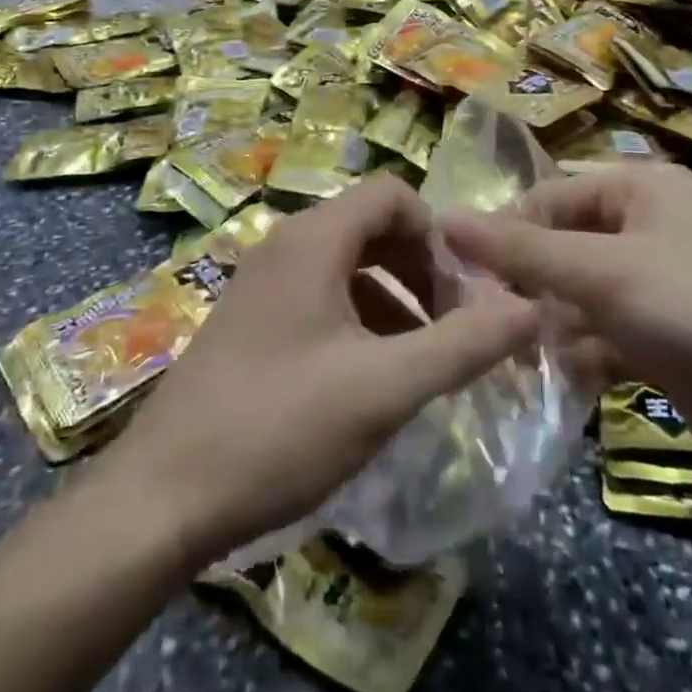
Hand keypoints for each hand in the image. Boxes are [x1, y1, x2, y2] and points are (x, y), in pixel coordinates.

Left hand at [97, 175, 540, 570]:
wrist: (161, 497)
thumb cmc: (280, 427)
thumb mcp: (385, 388)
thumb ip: (463, 344)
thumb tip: (530, 307)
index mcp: (314, 239)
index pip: (392, 194)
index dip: (438, 233)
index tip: (465, 290)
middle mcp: (285, 244)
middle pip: (371, 225)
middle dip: (421, 266)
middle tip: (452, 323)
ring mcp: (262, 281)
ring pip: (346, 262)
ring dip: (393, 295)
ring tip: (422, 355)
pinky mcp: (251, 318)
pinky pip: (319, 293)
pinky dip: (358, 316)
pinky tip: (371, 374)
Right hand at [443, 163, 691, 487]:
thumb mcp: (601, 272)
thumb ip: (521, 250)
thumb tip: (445, 219)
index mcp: (641, 188)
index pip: (551, 196)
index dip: (506, 231)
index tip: (462, 276)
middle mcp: (648, 226)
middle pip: (563, 245)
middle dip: (525, 283)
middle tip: (480, 321)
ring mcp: (657, 283)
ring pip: (579, 293)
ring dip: (546, 323)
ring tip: (507, 356)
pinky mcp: (663, 335)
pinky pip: (602, 333)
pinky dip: (577, 353)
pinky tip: (550, 380)